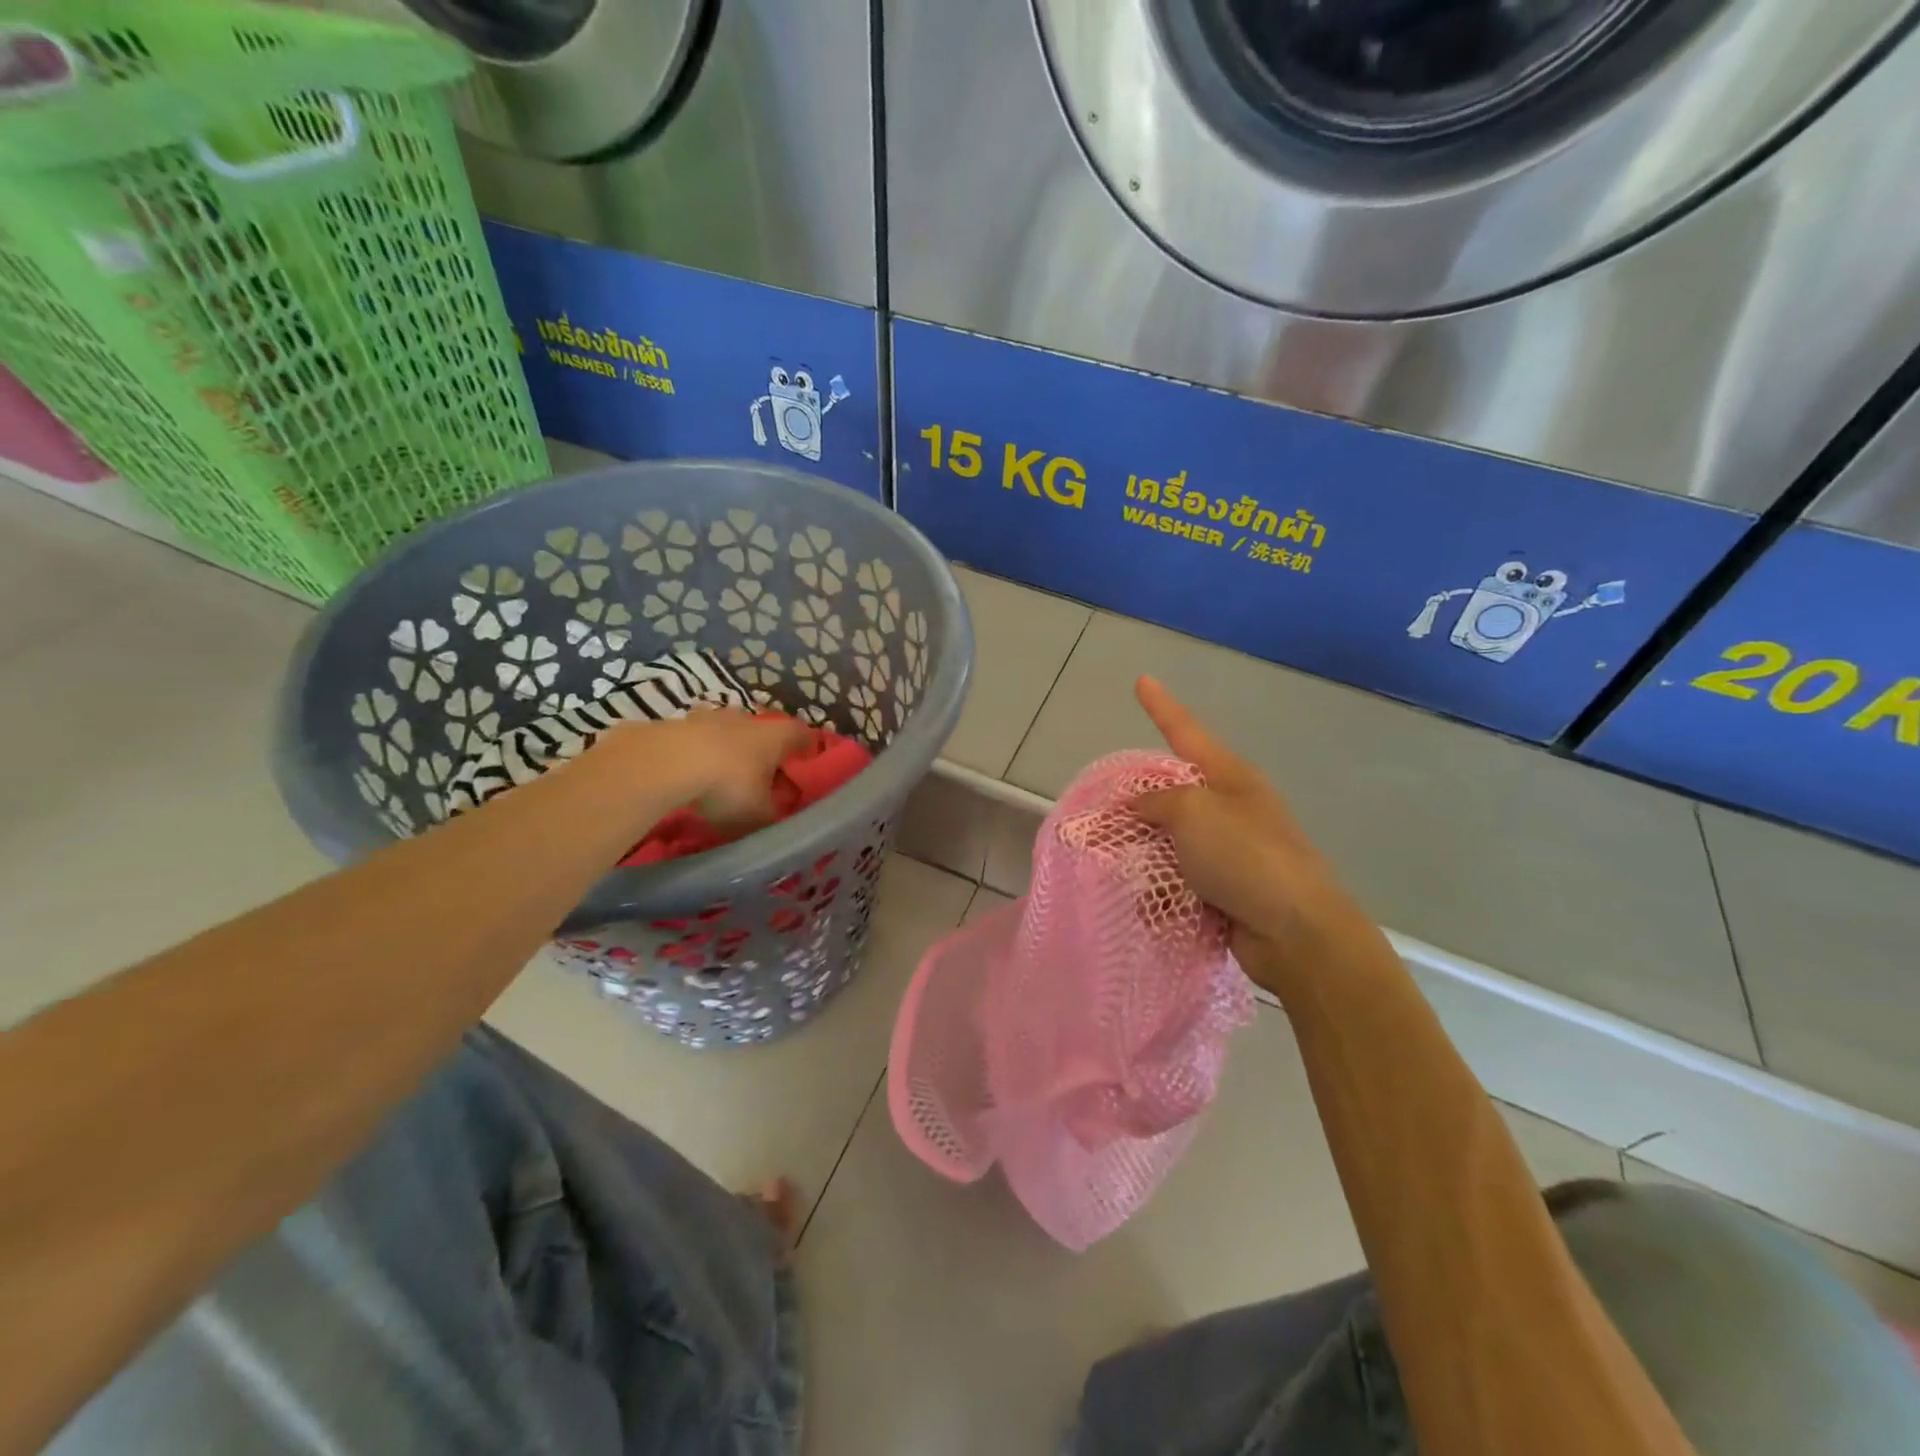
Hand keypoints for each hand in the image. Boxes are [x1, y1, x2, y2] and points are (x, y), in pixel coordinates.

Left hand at [610, 709, 811, 831]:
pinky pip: (699, 741)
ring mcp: (712, 717)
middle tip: (765, 781)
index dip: (808, 752)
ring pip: (730, 734)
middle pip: (765, 733)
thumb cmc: (729, 785)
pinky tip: (693, 778)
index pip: (804, 736)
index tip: (807, 768)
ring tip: (725, 780)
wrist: (667, 762)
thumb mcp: (759, 815)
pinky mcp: (679, 724)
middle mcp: (749, 719)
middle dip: (766, 755)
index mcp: (777, 736)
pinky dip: (701, 756)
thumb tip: (782, 823)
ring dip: (731, 753)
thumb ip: (774, 818)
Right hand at [1130, 677, 1365, 985]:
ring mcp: (1229, 851)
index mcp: (1229, 777)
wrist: (1297, 933)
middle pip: (1169, 796)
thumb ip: (1156, 801)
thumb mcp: (1193, 813)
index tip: (1142, 680)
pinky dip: (1163, 897)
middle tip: (1100, 821)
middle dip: (1136, 810)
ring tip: (1126, 876)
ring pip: (1168, 843)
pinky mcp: (1225, 891)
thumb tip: (1138, 807)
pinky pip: (1178, 884)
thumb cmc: (1246, 857)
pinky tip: (1156, 911)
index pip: (1185, 731)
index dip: (1160, 706)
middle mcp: (1229, 808)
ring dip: (1147, 860)